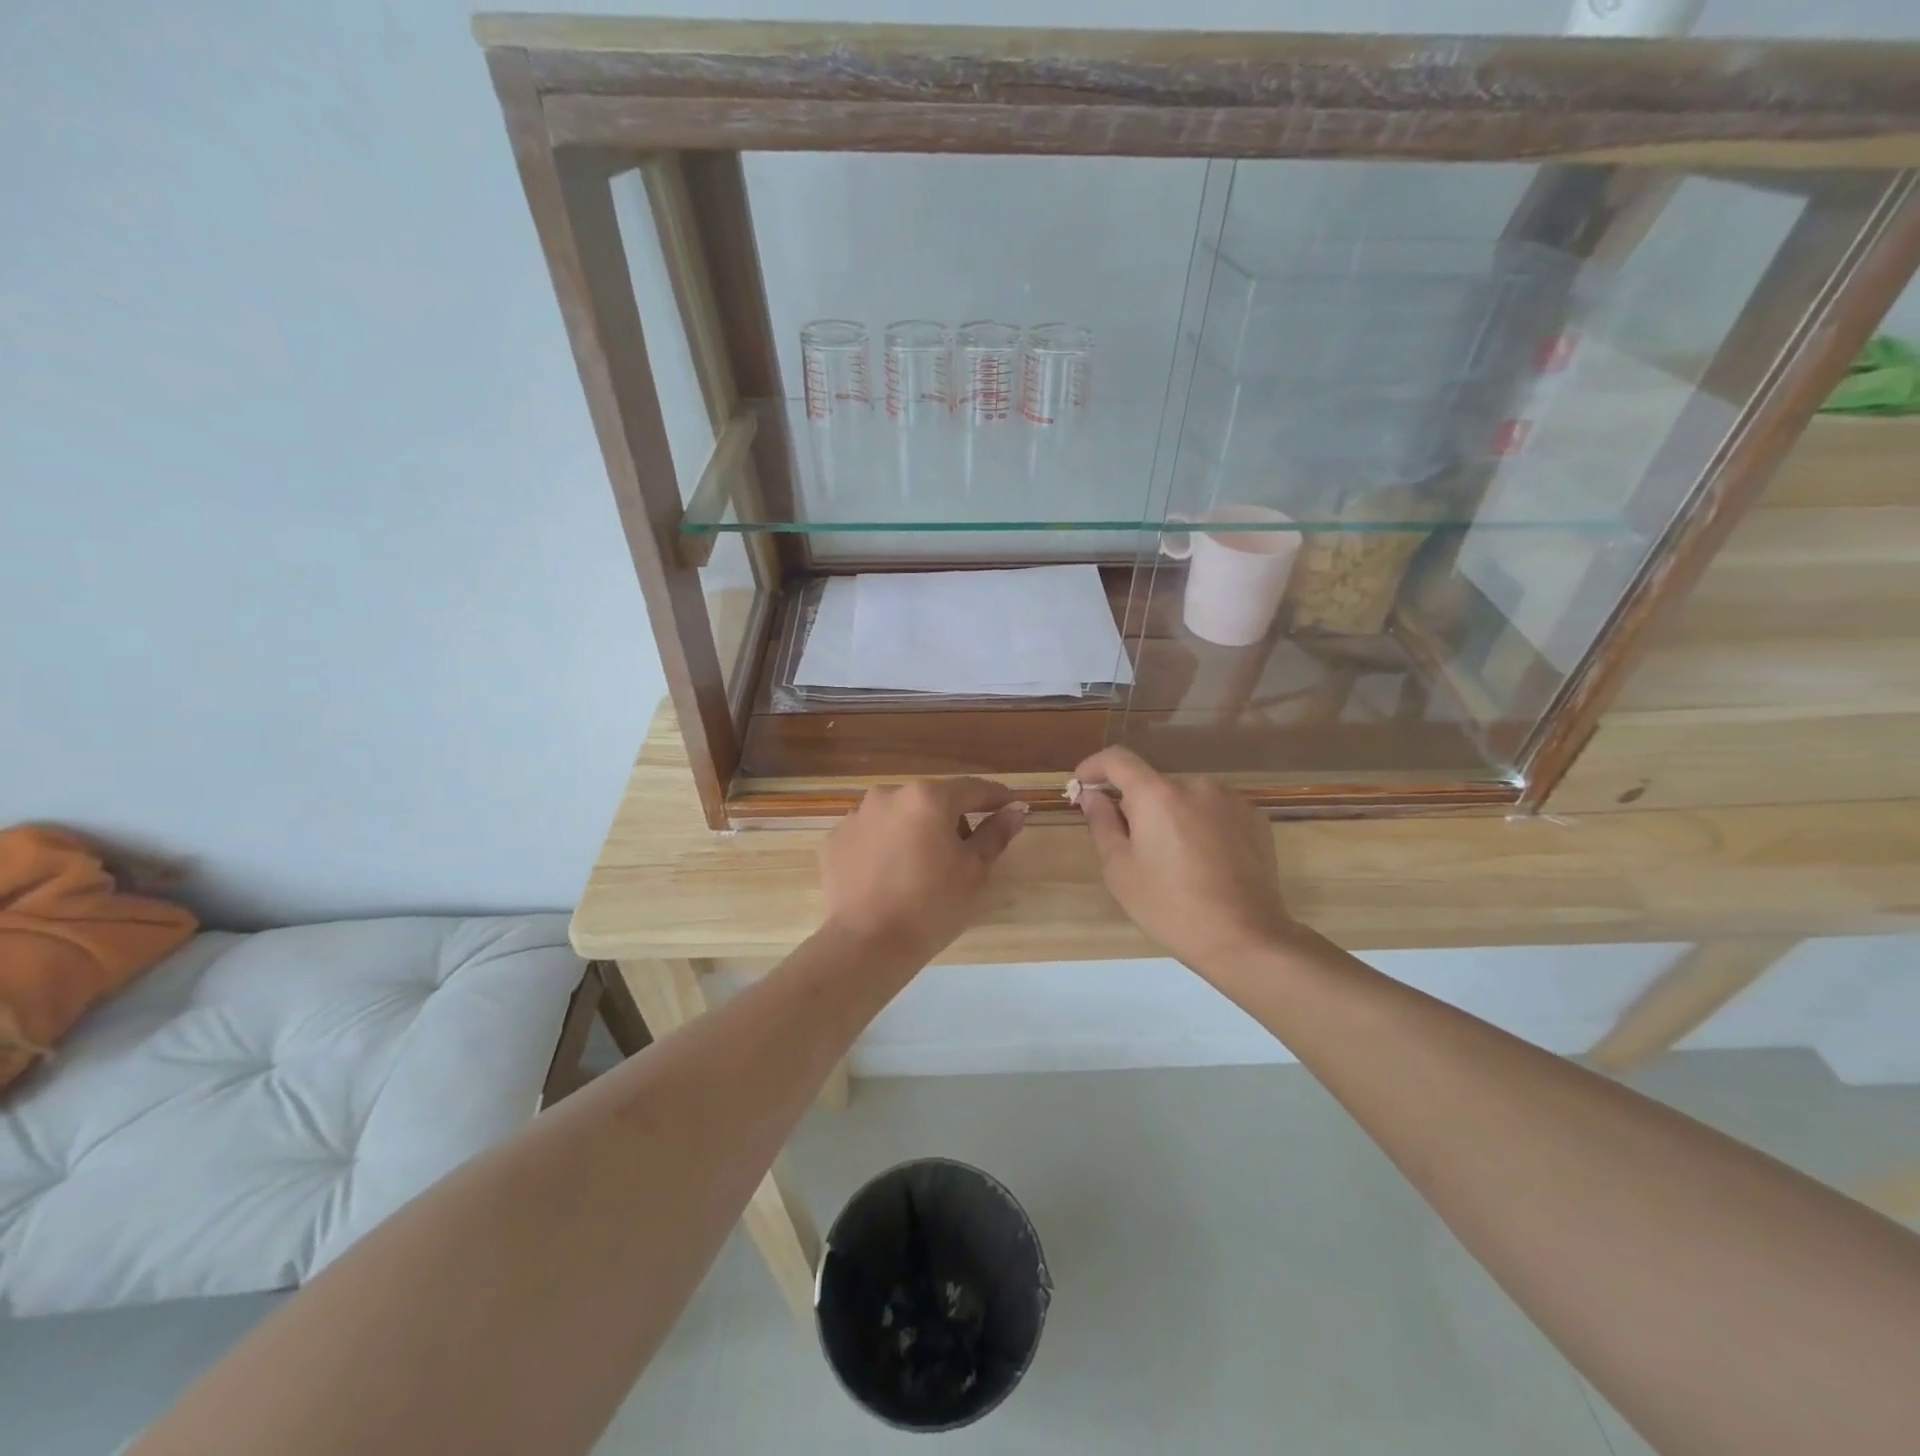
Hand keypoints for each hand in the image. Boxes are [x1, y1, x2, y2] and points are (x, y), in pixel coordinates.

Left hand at [818, 779, 1027, 964]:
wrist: (866, 944)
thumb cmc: (932, 905)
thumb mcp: (974, 870)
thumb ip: (996, 833)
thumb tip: (1016, 810)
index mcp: (928, 797)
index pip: (972, 788)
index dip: (995, 797)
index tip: (1010, 806)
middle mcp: (889, 794)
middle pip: (932, 800)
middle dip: (950, 819)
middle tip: (962, 854)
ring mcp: (856, 815)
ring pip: (898, 816)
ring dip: (914, 831)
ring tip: (920, 869)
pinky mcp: (835, 840)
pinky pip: (870, 835)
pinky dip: (884, 847)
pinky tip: (889, 877)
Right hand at [1073, 747, 1295, 974]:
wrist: (1244, 938)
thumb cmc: (1170, 906)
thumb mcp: (1120, 869)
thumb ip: (1101, 823)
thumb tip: (1092, 795)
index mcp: (1157, 794)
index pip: (1117, 759)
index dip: (1094, 767)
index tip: (1082, 786)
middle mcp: (1196, 785)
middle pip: (1153, 783)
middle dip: (1136, 805)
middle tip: (1130, 846)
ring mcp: (1231, 800)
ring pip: (1185, 797)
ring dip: (1170, 815)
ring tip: (1172, 858)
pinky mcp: (1255, 819)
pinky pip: (1214, 811)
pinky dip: (1200, 825)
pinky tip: (1204, 861)